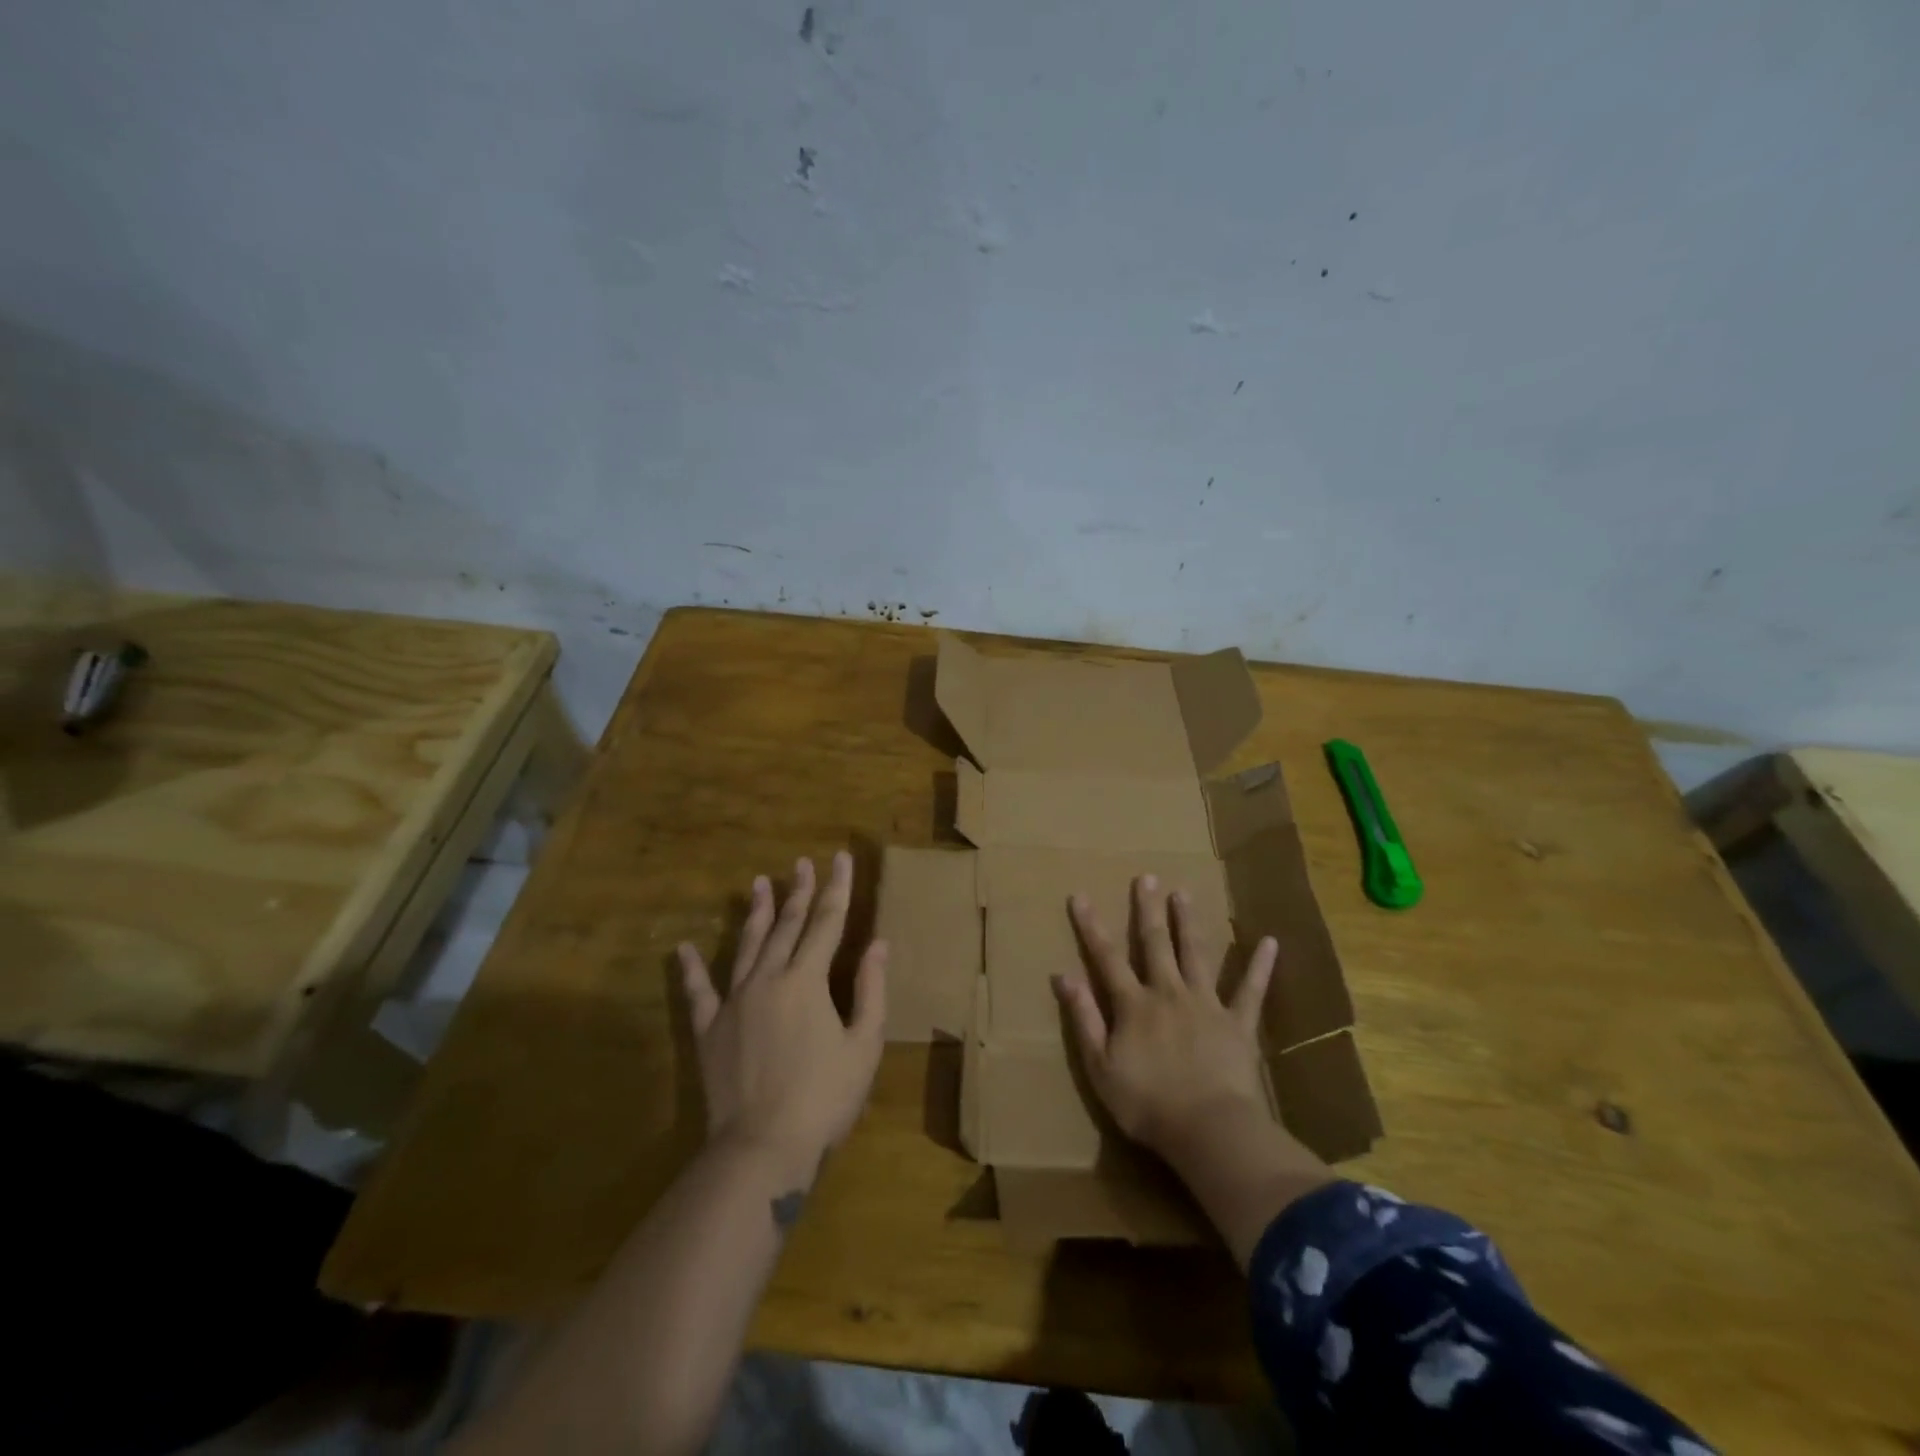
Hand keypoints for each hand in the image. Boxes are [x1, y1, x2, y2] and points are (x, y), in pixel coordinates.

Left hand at [677, 852, 886, 1182]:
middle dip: (798, 891)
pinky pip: (698, 992)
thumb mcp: (863, 1046)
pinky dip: (690, 969)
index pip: (827, 922)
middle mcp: (768, 978)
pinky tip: (682, 948)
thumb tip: (878, 943)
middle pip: (787, 925)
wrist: (761, 1148)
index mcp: (807, 980)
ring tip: (759, 884)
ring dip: (756, 914)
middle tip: (802, 863)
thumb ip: (871, 990)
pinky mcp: (709, 1029)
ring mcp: (734, 1001)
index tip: (840, 857)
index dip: (837, 888)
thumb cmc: (823, 1098)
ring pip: (746, 946)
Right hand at [1053, 874, 1276, 1161]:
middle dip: (1147, 909)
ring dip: (1188, 923)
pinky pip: (1251, 991)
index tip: (1081, 896)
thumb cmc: (1146, 1104)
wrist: (1208, 1130)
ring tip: (1183, 893)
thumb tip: (1062, 976)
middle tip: (1146, 877)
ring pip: (1195, 954)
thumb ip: (1083, 1018)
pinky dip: (1260, 966)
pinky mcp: (1238, 1023)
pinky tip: (1270, 942)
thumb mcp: (1100, 1066)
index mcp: (1133, 1005)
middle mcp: (1168, 993)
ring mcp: (1206, 1004)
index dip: (1091, 926)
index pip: (1106, 957)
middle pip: (1155, 944)